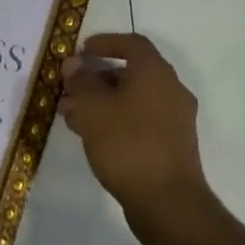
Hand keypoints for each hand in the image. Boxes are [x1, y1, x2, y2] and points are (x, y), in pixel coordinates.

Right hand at [60, 33, 219, 244]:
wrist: (168, 202)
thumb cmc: (127, 144)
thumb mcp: (93, 109)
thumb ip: (81, 83)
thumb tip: (74, 65)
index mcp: (155, 73)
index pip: (132, 43)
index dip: (106, 42)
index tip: (81, 52)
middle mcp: (171, 90)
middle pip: (132, 73)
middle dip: (98, 78)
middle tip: (70, 89)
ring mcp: (175, 120)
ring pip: (134, 99)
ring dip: (103, 102)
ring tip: (72, 117)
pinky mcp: (172, 145)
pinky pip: (140, 121)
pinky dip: (116, 120)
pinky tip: (92, 137)